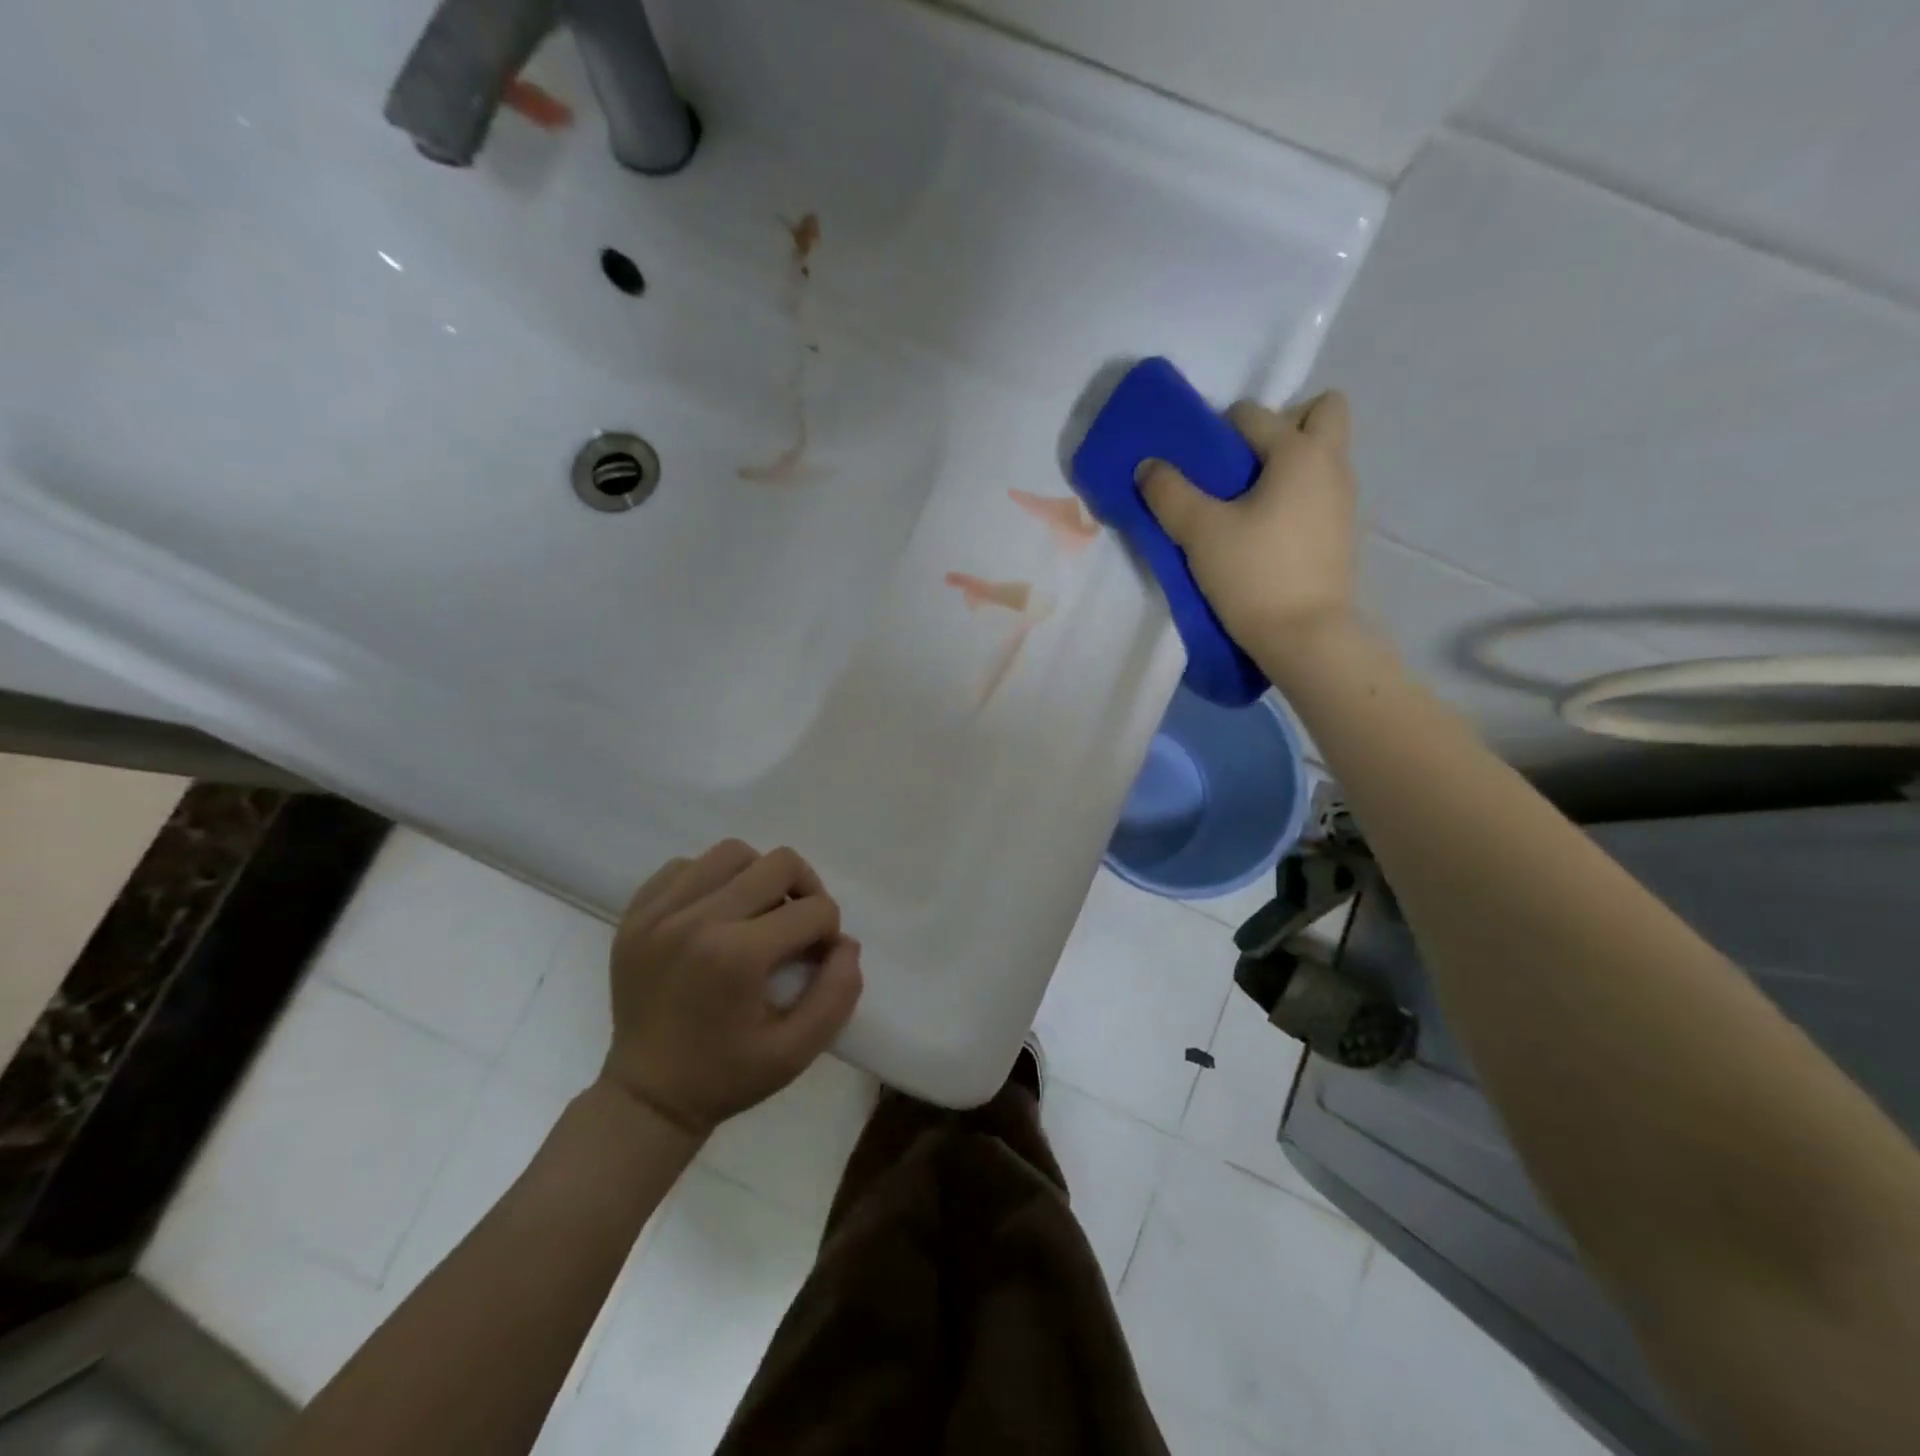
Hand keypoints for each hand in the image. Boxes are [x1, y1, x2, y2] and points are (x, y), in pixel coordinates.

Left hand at [598, 840, 862, 1139]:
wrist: (647, 1097)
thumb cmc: (727, 1075)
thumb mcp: (798, 1051)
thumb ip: (838, 992)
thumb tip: (846, 942)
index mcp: (737, 956)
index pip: (814, 909)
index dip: (829, 932)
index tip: (816, 960)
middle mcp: (697, 920)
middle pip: (778, 863)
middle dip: (805, 890)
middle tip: (798, 926)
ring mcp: (659, 913)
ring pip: (732, 853)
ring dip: (758, 876)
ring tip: (757, 913)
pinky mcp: (635, 913)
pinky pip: (684, 866)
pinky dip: (710, 880)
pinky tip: (715, 914)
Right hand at [1139, 390, 1357, 655]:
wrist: (1306, 637)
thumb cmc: (1254, 575)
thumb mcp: (1200, 533)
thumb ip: (1169, 493)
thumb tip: (1148, 466)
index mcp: (1300, 452)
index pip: (1254, 414)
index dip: (1217, 431)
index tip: (1197, 465)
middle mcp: (1332, 465)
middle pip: (1321, 413)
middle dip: (1282, 424)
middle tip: (1243, 464)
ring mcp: (1344, 500)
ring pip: (1322, 456)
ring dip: (1287, 464)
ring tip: (1245, 505)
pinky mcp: (1342, 534)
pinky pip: (1320, 492)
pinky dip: (1295, 496)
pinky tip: (1264, 534)